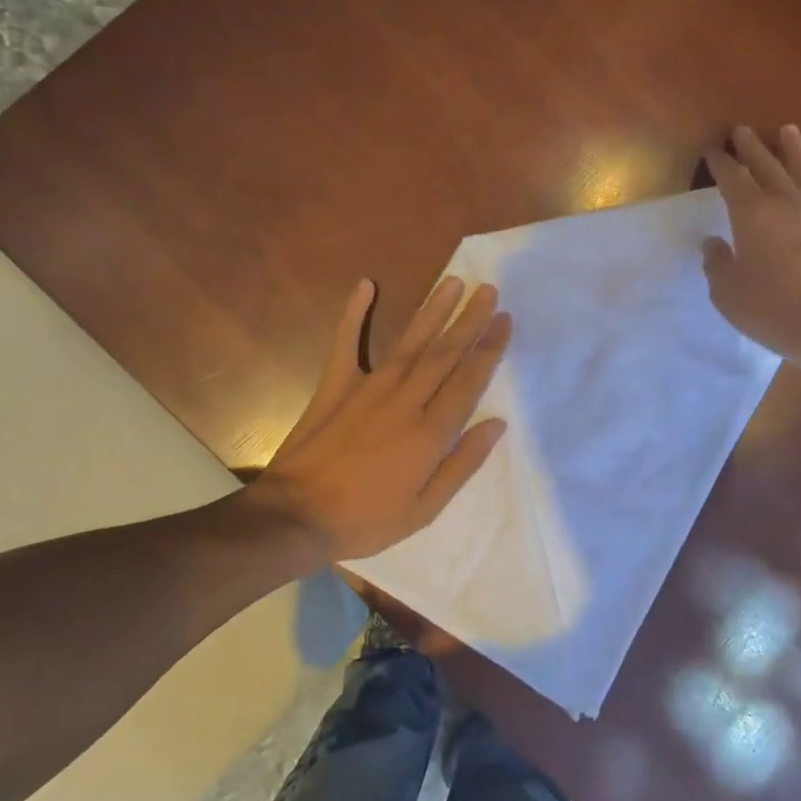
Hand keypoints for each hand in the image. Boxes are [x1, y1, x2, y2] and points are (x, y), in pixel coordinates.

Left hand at [253, 276, 512, 562]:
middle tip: (488, 289)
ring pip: (409, 341)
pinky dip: (354, 313)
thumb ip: (462, 464)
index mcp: (429, 432)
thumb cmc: (365, 519)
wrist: (296, 515)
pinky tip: (365, 285)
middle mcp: (404, 399)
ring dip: (433, 309)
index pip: (468, 380)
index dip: (489, 348)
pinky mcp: (336, 384)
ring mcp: (368, 387)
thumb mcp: (424, 509)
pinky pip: (347, 342)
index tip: (504, 320)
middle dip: (469, 319)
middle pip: (444, 352)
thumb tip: (496, 424)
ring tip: (453, 282)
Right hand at [701, 124, 800, 369]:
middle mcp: (789, 205)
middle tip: (742, 130)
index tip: (713, 150)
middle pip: (768, 168)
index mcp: (753, 217)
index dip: (721, 163)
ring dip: (796, 150)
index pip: (732, 180)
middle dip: (753, 147)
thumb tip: (712, 243)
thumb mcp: (728, 295)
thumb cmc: (775, 313)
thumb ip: (716, 265)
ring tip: (788, 130)